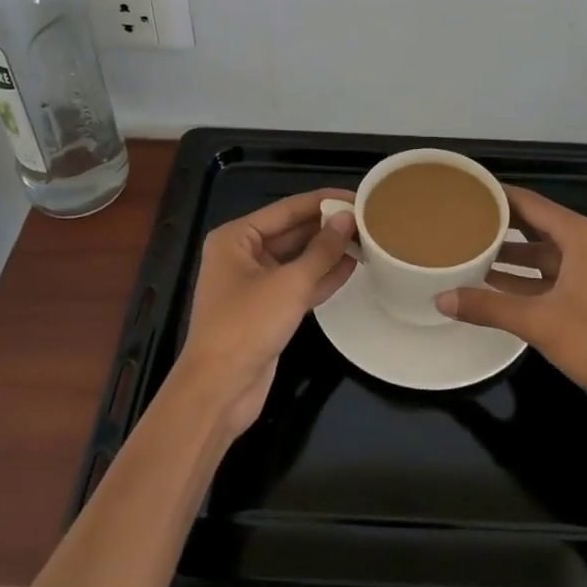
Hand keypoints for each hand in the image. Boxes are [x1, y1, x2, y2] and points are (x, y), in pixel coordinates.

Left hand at [178, 188, 357, 436]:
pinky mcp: (267, 310)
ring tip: (366, 238)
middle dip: (327, 226)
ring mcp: (254, 284)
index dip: (323, 201)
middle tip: (367, 218)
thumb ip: (322, 250)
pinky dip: (322, 276)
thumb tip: (347, 218)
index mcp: (236, 238)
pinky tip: (351, 266)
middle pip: (292, 232)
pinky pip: (298, 284)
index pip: (287, 209)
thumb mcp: (290, 284)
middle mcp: (242, 255)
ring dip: (328, 251)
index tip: (357, 195)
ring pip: (298, 259)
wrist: (219, 390)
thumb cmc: (247, 325)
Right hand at [436, 186, 586, 426]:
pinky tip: (496, 287)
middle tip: (461, 221)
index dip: (497, 195)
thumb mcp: (538, 321)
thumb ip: (488, 308)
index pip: (529, 202)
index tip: (465, 191)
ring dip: (511, 255)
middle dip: (500, 224)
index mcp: (579, 235)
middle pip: (536, 225)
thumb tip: (441, 299)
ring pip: (543, 254)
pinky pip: (552, 276)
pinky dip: (526, 279)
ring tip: (470, 252)